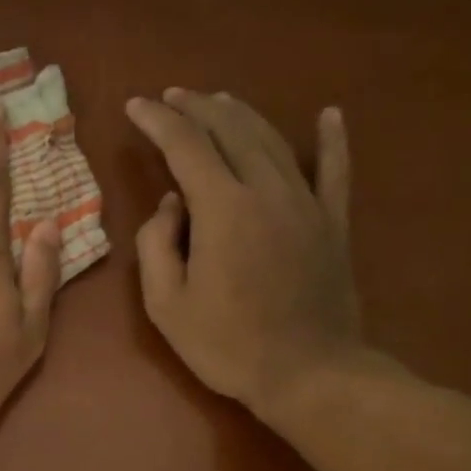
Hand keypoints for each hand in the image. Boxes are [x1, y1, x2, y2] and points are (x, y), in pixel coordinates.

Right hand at [129, 90, 363, 420]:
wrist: (308, 372)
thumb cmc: (227, 345)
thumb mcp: (166, 305)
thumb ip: (156, 245)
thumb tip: (170, 204)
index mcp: (223, 209)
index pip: (186, 146)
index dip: (158, 121)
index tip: (135, 106)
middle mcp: (267, 190)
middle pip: (231, 130)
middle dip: (197, 107)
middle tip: (172, 97)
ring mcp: (307, 203)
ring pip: (273, 140)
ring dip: (242, 114)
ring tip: (218, 100)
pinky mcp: (333, 223)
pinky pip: (335, 170)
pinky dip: (332, 140)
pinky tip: (330, 115)